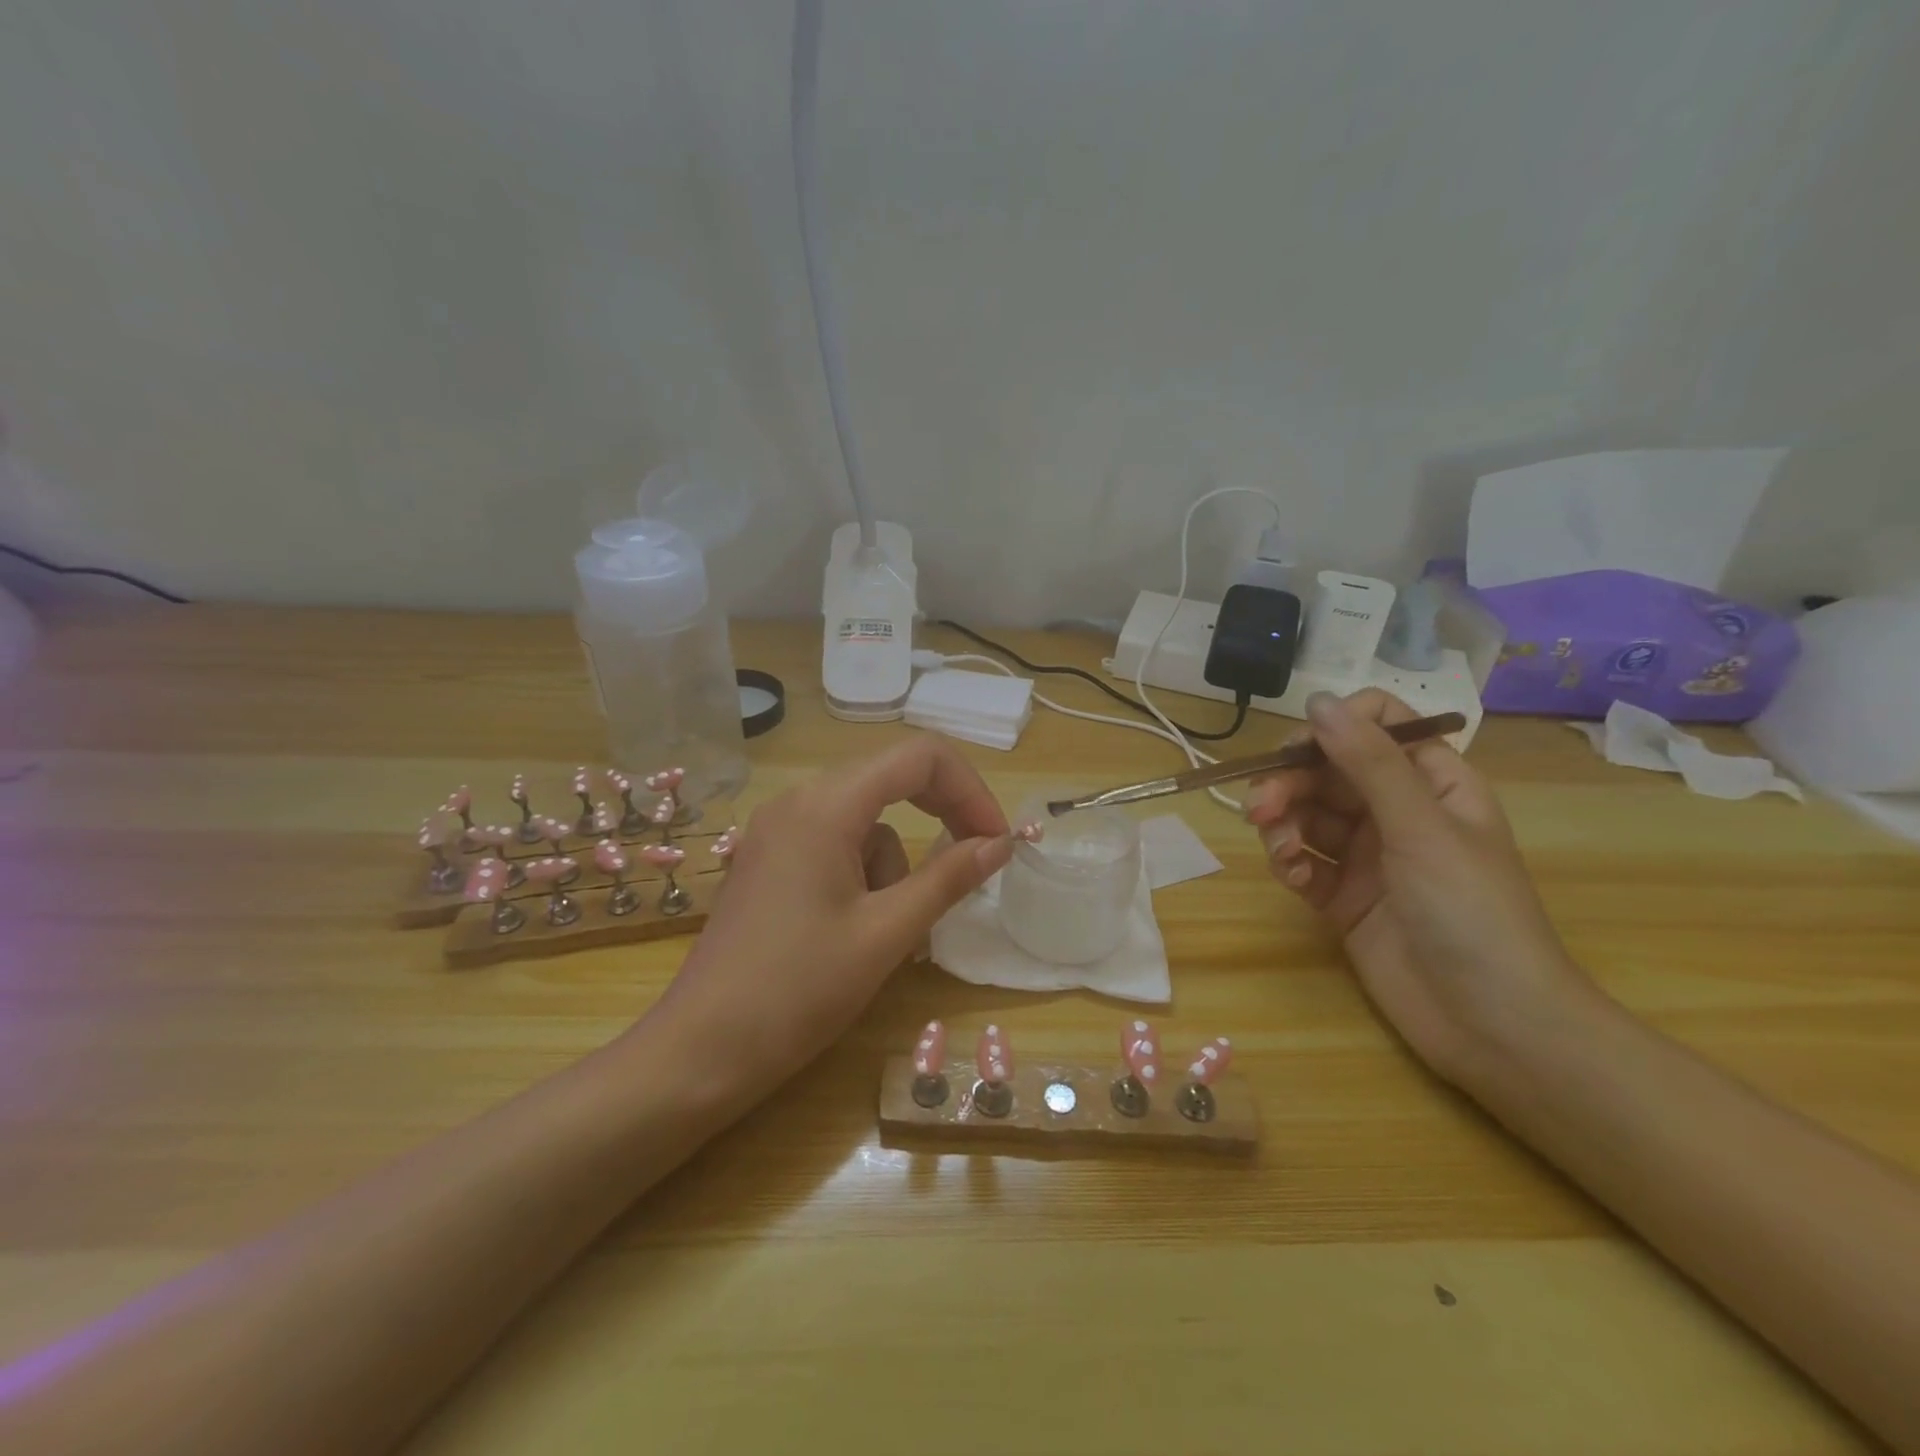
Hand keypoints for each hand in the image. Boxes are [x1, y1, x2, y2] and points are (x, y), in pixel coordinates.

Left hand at [651, 735, 1012, 1099]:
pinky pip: (837, 842)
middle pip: (891, 779)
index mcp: (826, 805)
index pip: (919, 757)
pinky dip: (865, 872)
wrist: (701, 1051)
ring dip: (896, 862)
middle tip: (974, 863)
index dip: (970, 790)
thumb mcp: (887, 933)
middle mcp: (798, 800)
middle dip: (941, 816)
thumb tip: (1001, 843)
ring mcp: (777, 828)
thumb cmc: (799, 991)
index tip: (996, 841)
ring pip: (867, 820)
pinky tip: (854, 929)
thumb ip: (949, 878)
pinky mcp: (769, 858)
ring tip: (888, 930)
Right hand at [1244, 690, 1593, 1084]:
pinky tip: (1295, 877)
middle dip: (1290, 783)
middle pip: (1328, 772)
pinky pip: (1303, 861)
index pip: (1377, 726)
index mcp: (1433, 783)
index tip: (1298, 750)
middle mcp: (1397, 812)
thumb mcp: (1421, 828)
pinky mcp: (1343, 897)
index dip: (1334, 728)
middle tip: (1260, 808)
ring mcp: (1368, 857)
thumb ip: (1368, 763)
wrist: (1492, 1026)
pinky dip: (1289, 862)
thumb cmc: (1472, 913)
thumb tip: (1317, 700)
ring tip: (1279, 848)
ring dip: (1283, 823)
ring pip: (1307, 815)